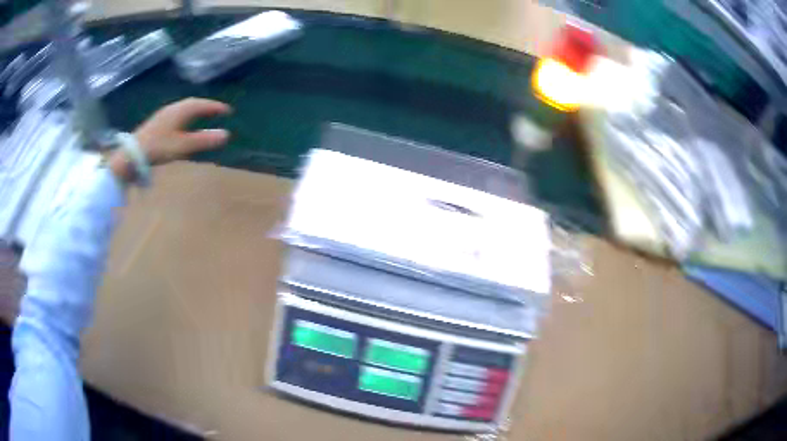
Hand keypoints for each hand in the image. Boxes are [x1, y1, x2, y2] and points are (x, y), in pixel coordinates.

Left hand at [109, 98, 231, 181]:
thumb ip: (203, 140)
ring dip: (195, 110)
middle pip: (192, 103)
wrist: (132, 155)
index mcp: (180, 111)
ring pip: (183, 108)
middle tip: (217, 111)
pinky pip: (176, 114)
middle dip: (206, 106)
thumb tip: (226, 135)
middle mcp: (172, 109)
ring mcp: (163, 115)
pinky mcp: (157, 123)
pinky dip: (186, 115)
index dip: (215, 107)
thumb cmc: (158, 148)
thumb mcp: (183, 146)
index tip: (228, 110)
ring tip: (203, 115)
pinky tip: (184, 124)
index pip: (202, 104)